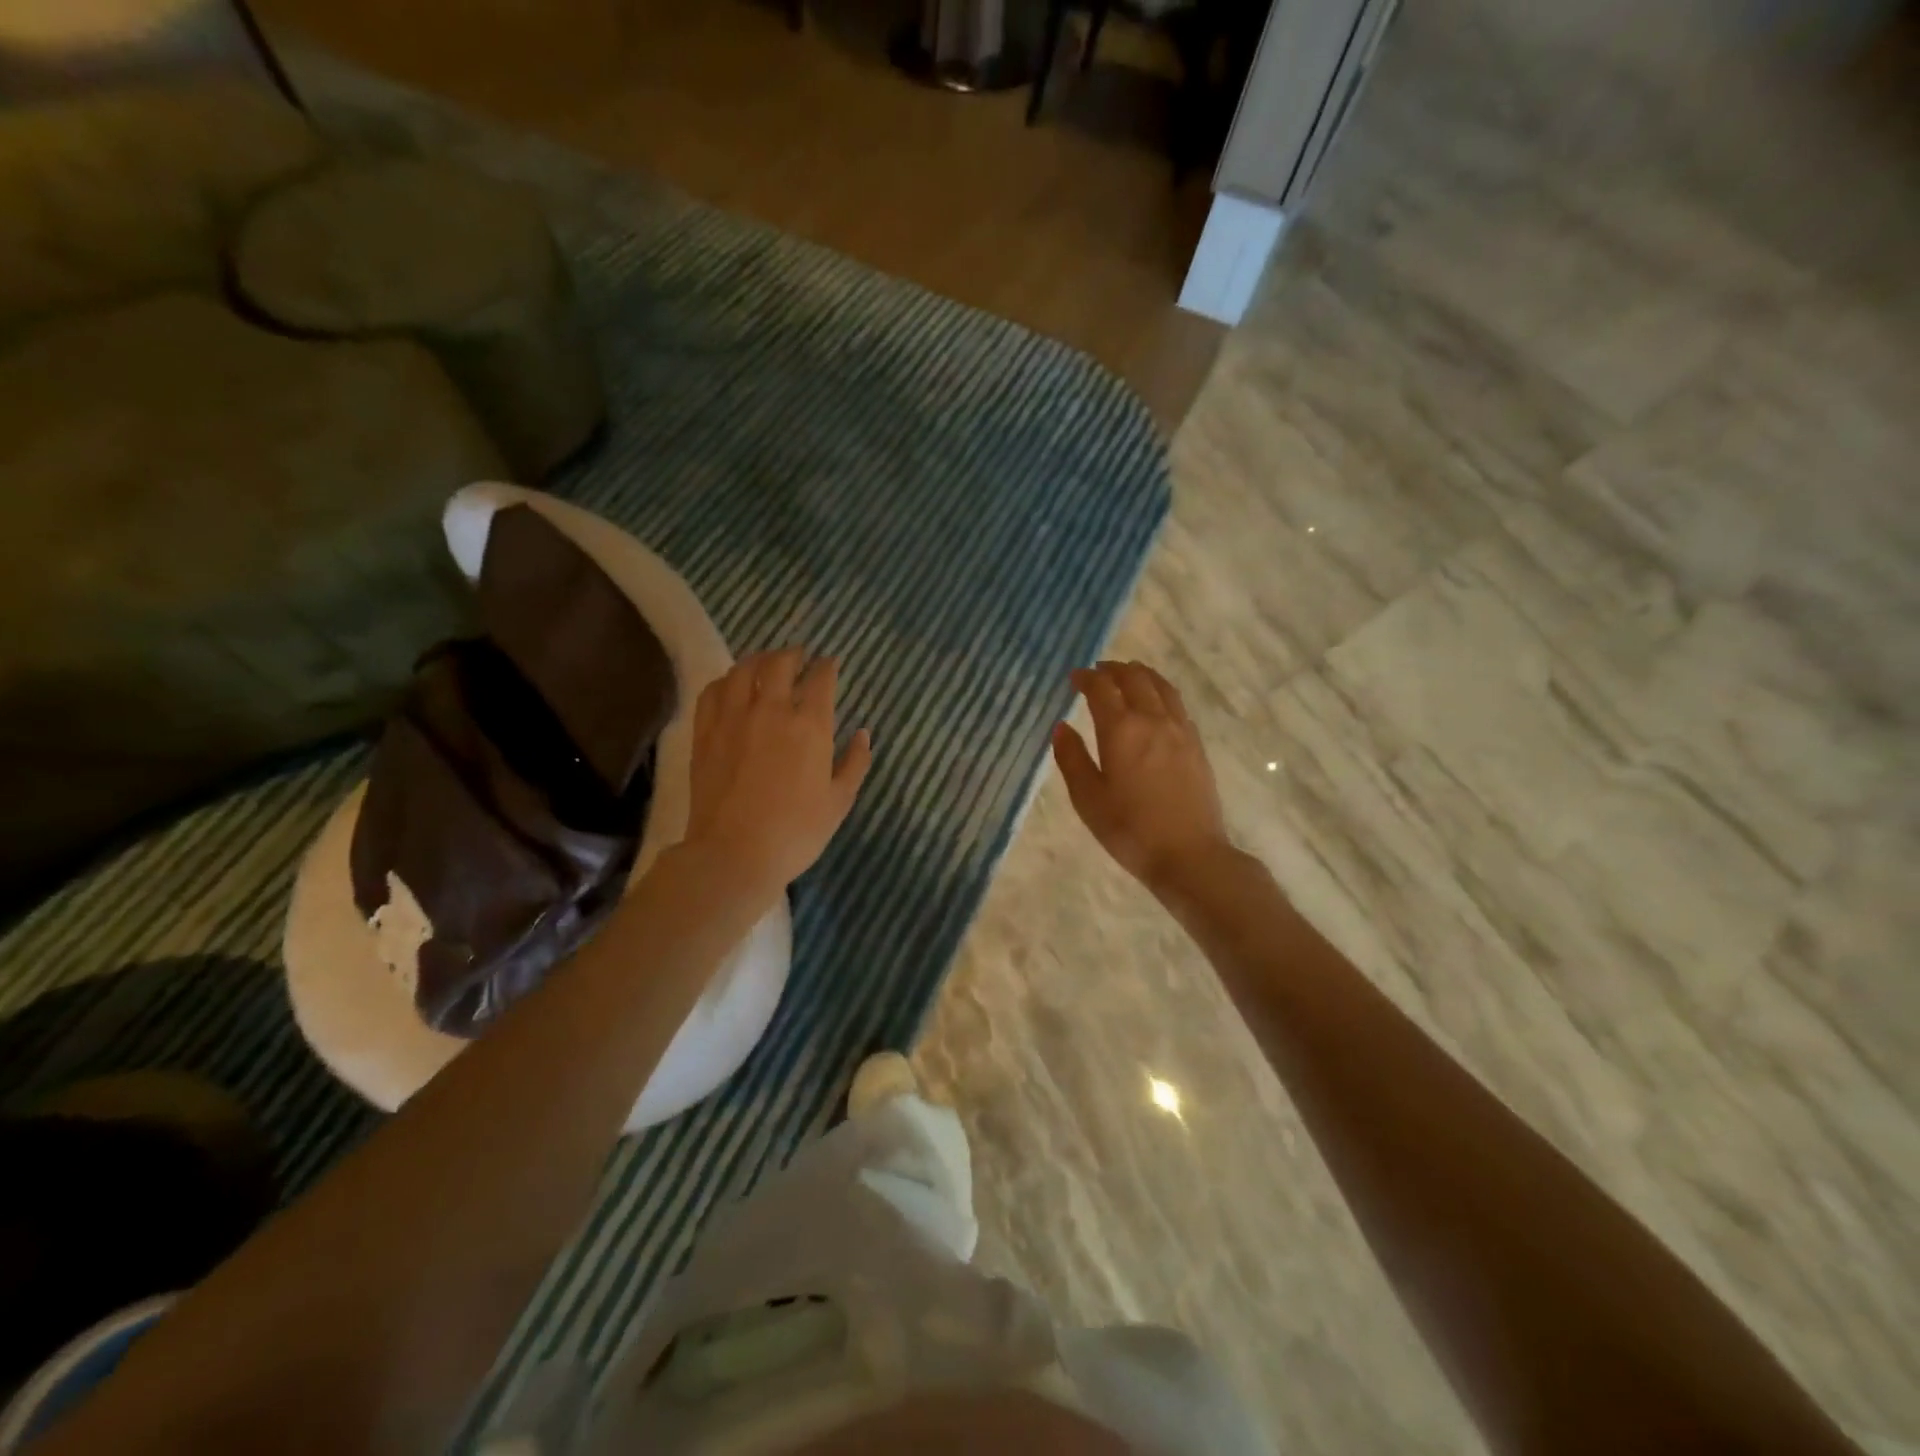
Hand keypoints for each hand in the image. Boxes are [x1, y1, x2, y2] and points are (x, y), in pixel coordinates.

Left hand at [683, 648, 872, 899]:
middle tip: (800, 656)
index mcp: (810, 726)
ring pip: (744, 670)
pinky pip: (713, 691)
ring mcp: (733, 718)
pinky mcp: (705, 732)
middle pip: (780, 664)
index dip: (827, 666)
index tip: (830, 663)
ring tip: (766, 661)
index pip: (821, 679)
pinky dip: (727, 680)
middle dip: (794, 654)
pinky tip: (732, 684)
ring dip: (759, 659)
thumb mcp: (839, 802)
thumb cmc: (796, 832)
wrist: (734, 854)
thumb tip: (863, 733)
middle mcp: (771, 711)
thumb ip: (854, 763)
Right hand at [1052, 661, 1233, 897]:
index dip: (1086, 677)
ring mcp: (1180, 730)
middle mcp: (1153, 720)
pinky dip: (1161, 691)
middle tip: (1097, 672)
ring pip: (1161, 686)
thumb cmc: (1130, 830)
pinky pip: (1177, 704)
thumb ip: (1072, 758)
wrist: (1189, 855)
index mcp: (1122, 730)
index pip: (1102, 688)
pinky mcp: (1196, 745)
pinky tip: (1156, 702)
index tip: (1074, 677)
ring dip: (1140, 674)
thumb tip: (1062, 726)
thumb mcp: (1088, 799)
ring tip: (1127, 675)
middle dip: (1113, 670)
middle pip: (1134, 679)